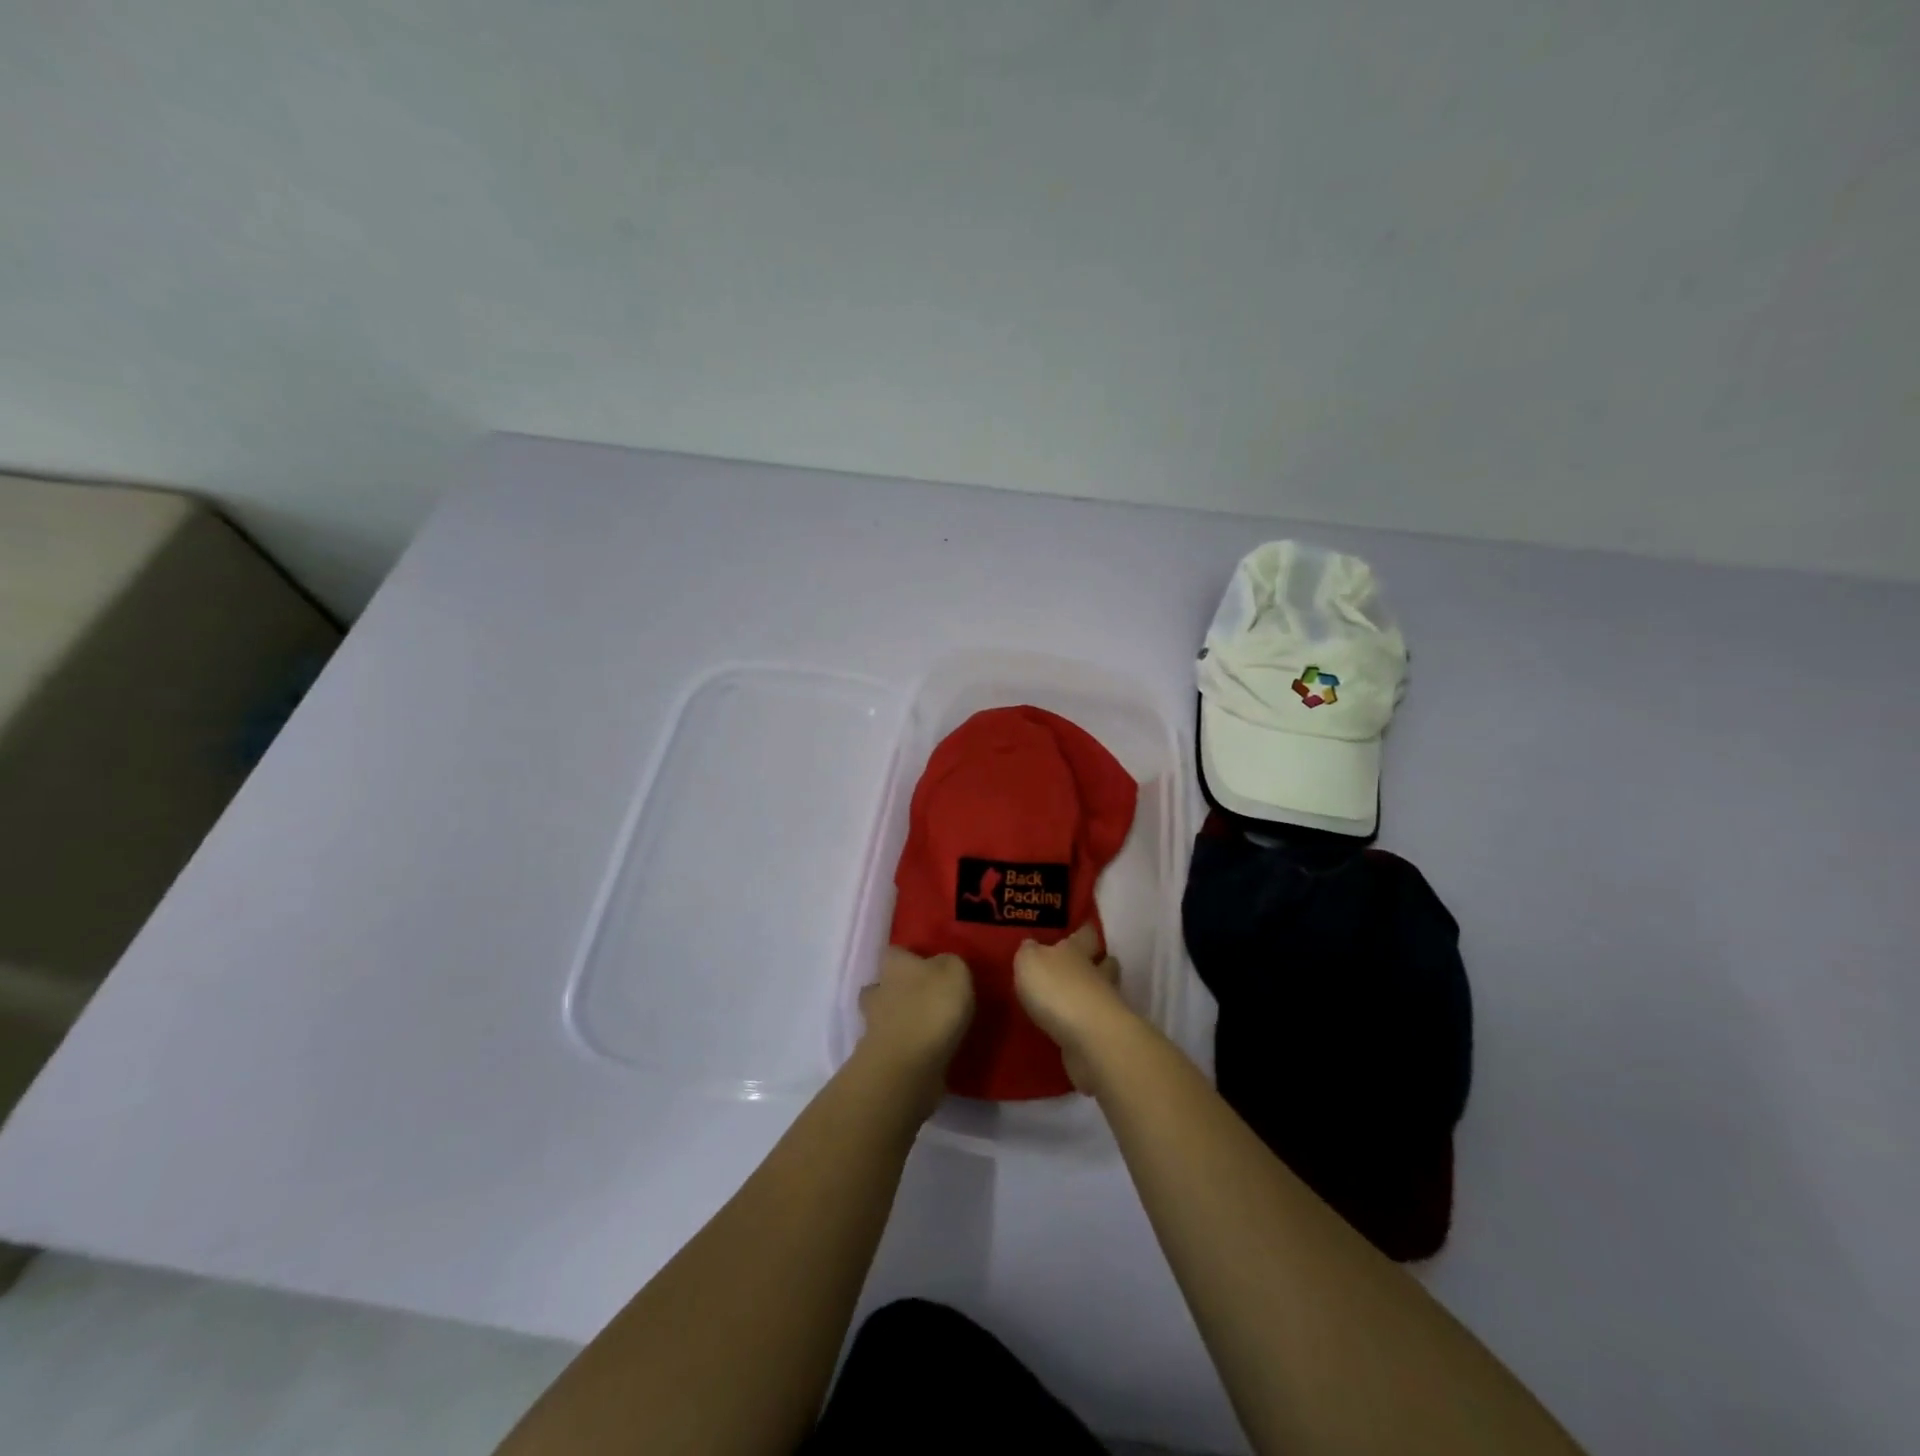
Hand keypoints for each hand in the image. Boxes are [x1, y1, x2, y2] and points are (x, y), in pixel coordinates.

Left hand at [857, 947, 974, 1116]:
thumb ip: (949, 964)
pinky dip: (908, 1050)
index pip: (895, 952)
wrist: (907, 1067)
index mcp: (894, 966)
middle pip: (881, 986)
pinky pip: (895, 1048)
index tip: (927, 965)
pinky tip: (930, 1054)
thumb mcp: (954, 972)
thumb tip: (942, 966)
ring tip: (932, 1030)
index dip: (909, 957)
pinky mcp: (881, 1060)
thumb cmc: (931, 1008)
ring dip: (903, 1023)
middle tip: (926, 998)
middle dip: (899, 991)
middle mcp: (878, 993)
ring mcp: (875, 1029)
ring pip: (885, 1019)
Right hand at [1014, 924, 1135, 1093]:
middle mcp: (1095, 974)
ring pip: (1103, 993)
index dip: (1084, 929)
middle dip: (1098, 962)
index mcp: (1077, 951)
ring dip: (1093, 994)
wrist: (1089, 1039)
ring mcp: (1104, 1007)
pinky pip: (1093, 1024)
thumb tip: (1032, 945)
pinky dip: (1086, 1024)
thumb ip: (1028, 952)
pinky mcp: (1102, 1037)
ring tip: (1073, 998)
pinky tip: (1071, 1028)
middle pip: (1105, 963)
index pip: (1086, 933)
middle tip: (1086, 963)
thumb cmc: (1057, 989)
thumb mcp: (1029, 962)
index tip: (1084, 926)